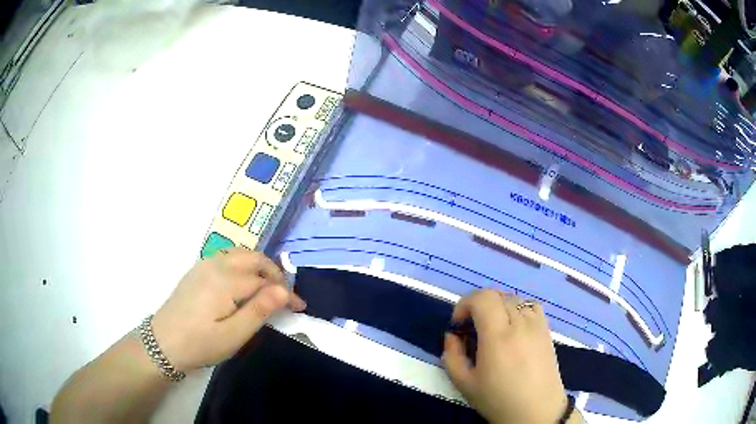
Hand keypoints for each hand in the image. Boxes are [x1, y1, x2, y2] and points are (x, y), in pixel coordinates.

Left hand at [151, 248, 305, 371]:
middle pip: (253, 258)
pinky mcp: (197, 270)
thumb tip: (283, 290)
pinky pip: (227, 257)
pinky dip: (243, 265)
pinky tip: (243, 284)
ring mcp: (204, 264)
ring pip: (240, 254)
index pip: (264, 280)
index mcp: (225, 281)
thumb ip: (259, 310)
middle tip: (285, 295)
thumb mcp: (234, 334)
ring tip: (267, 289)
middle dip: (274, 272)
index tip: (300, 307)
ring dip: (258, 266)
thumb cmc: (200, 343)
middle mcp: (216, 264)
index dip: (286, 292)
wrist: (163, 342)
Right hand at [442, 290, 569, 423]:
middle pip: (497, 295)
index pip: (482, 298)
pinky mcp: (546, 329)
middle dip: (478, 305)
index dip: (465, 303)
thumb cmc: (498, 399)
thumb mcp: (465, 383)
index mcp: (498, 336)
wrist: (536, 410)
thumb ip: (452, 356)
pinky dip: (517, 308)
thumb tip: (451, 335)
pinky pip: (530, 306)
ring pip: (513, 298)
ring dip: (497, 306)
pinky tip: (513, 328)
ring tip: (492, 328)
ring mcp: (536, 324)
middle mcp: (520, 323)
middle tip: (471, 327)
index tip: (458, 323)